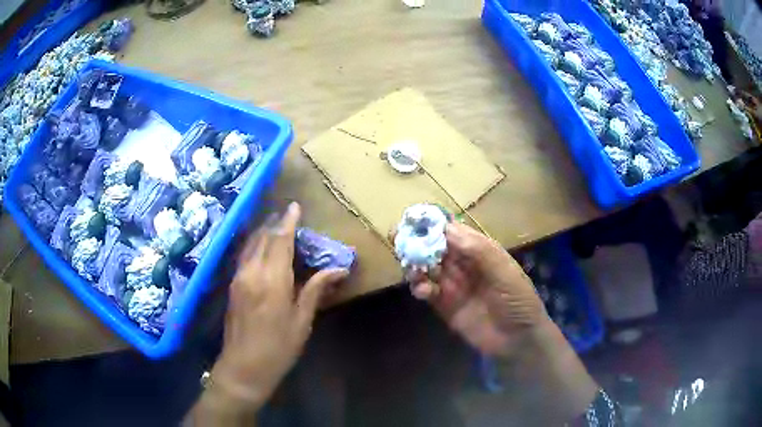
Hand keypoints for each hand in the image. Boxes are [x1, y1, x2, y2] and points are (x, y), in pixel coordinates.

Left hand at [196, 203, 348, 419]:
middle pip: (263, 238)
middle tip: (287, 215)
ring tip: (274, 225)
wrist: (243, 367)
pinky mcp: (232, 285)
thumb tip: (339, 269)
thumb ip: (316, 290)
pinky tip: (259, 246)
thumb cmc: (279, 347)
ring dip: (262, 231)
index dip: (288, 222)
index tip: (295, 206)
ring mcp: (238, 277)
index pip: (281, 241)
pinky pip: (243, 255)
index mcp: (273, 280)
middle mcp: (252, 272)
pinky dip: (253, 244)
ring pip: (250, 244)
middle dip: (274, 223)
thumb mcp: (302, 321)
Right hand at [408, 222, 598, 421]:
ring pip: (426, 267)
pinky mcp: (444, 305)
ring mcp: (452, 284)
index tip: (414, 220)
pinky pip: (427, 290)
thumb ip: (479, 251)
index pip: (453, 231)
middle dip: (416, 241)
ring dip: (415, 264)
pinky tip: (422, 290)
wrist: (518, 340)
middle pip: (434, 247)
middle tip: (397, 237)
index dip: (434, 224)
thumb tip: (447, 229)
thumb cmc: (519, 301)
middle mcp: (463, 264)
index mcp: (480, 250)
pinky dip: (420, 287)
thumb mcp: (505, 273)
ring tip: (411, 269)